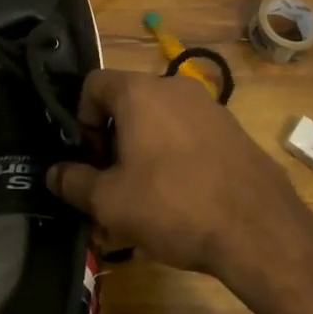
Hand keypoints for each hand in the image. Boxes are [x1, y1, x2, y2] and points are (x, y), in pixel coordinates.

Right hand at [46, 70, 312, 282]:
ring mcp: (209, 105)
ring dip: (144, 146)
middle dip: (113, 137)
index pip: (93, 83)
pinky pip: (189, 131)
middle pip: (127, 100)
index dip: (81, 118)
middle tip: (114, 181)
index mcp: (139, 92)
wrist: (259, 229)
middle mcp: (174, 86)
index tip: (91, 158)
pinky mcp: (233, 129)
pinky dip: (175, 152)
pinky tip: (183, 195)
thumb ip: (74, 182)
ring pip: (160, 118)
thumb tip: (53, 173)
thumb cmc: (172, 205)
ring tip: (147, 193)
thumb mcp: (110, 202)